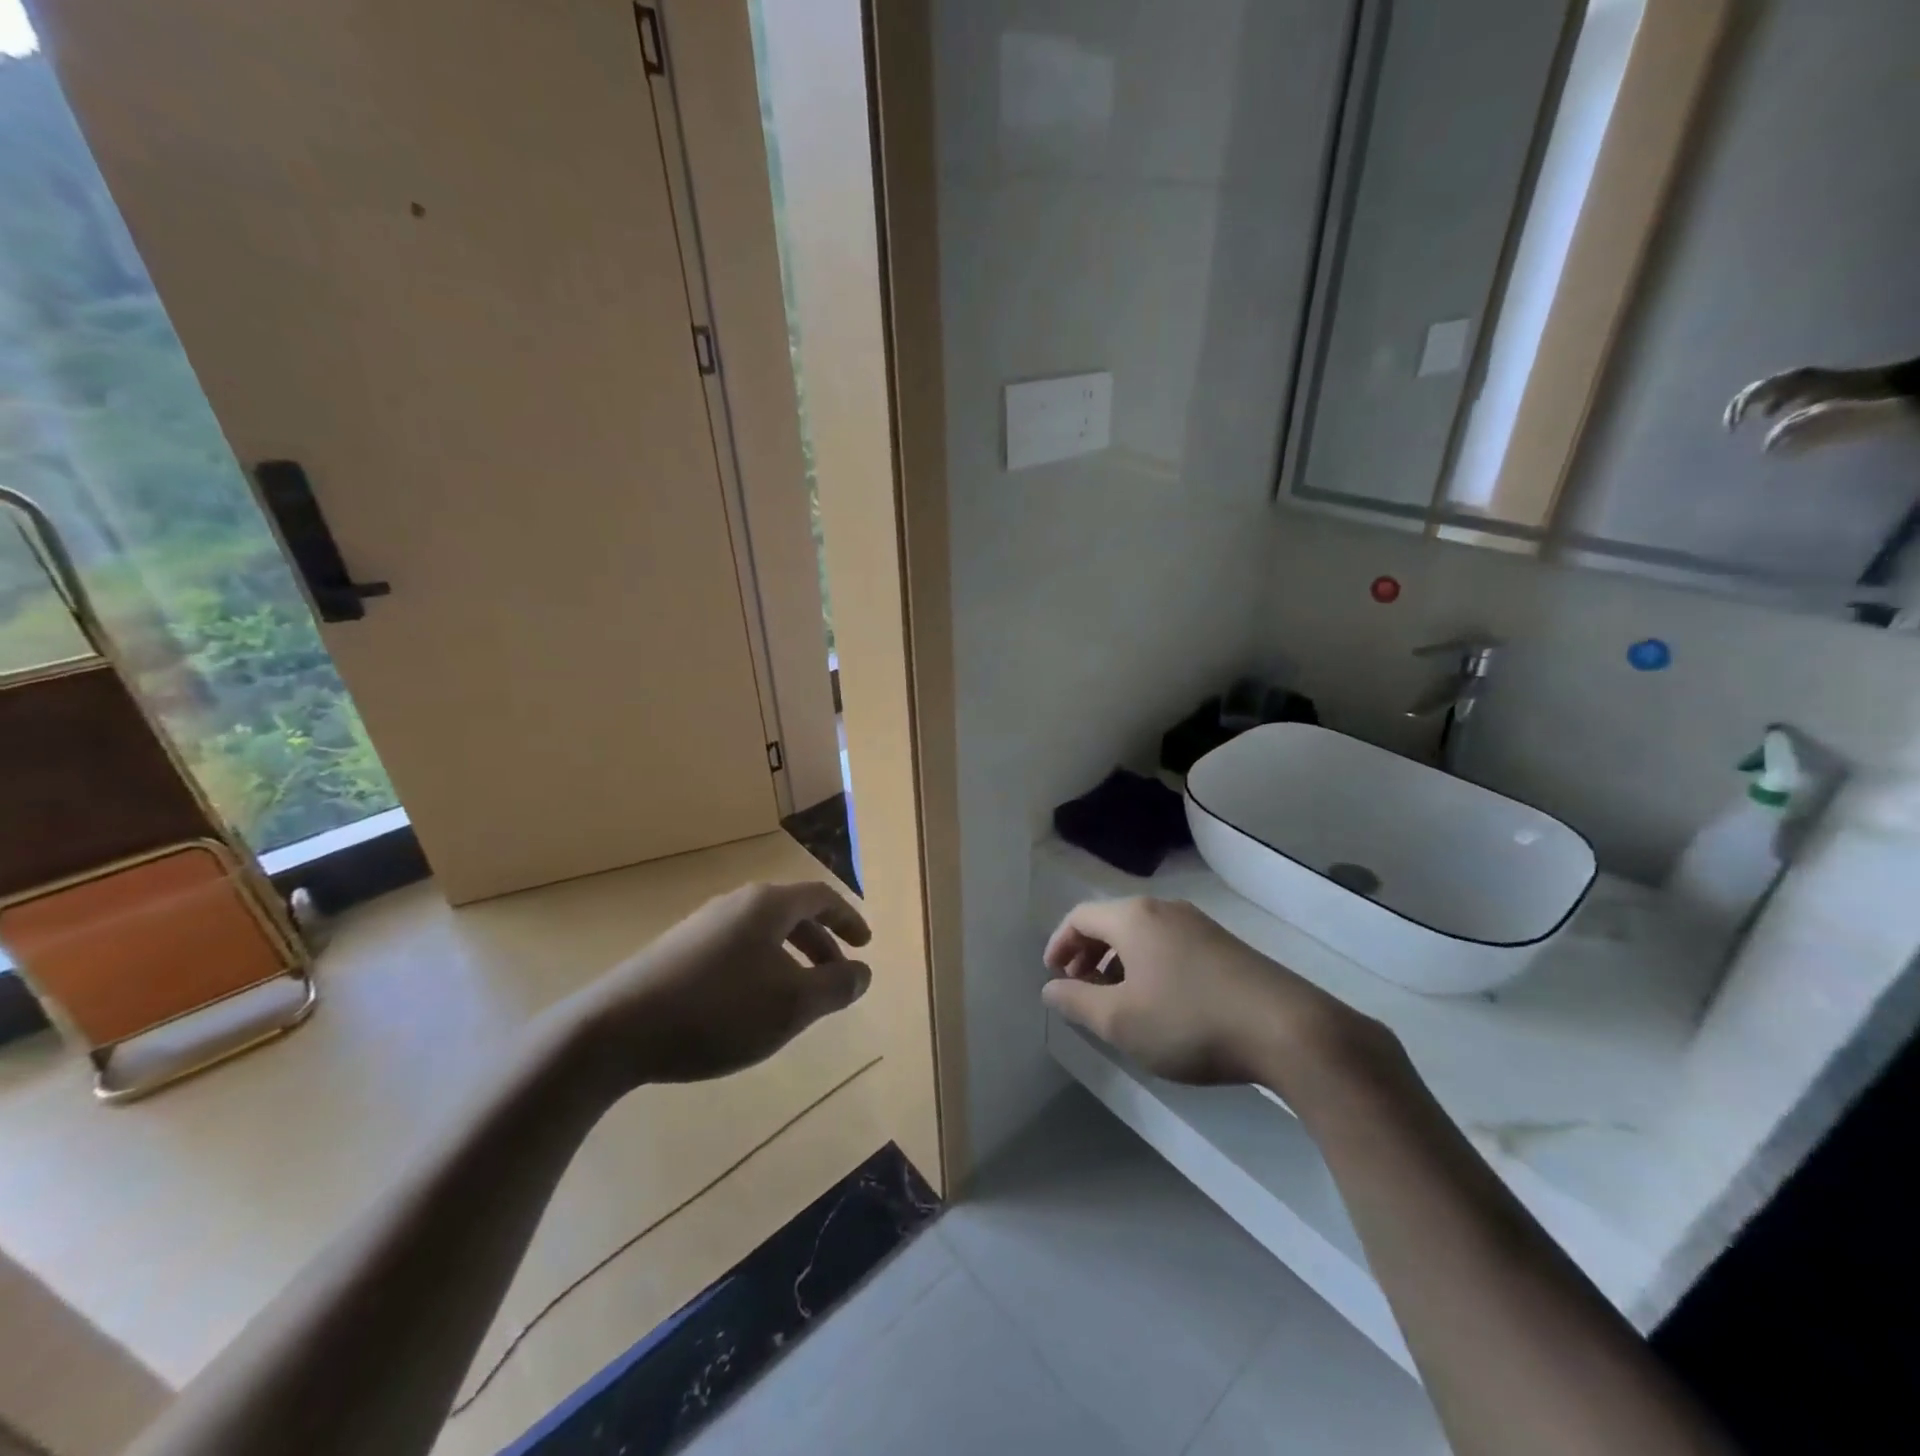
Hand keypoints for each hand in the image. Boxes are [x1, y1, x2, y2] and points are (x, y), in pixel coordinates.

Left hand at [569, 880, 872, 1087]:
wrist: (615, 1030)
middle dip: (820, 943)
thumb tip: (863, 972)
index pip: (821, 898)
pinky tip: (748, 1006)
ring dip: (790, 958)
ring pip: (761, 933)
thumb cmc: (718, 1011)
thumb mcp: (793, 1005)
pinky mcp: (675, 952)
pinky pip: (735, 950)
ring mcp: (701, 926)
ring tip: (796, 996)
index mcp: (767, 905)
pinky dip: (759, 968)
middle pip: (791, 913)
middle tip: (837, 974)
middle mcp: (735, 904)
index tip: (865, 945)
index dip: (848, 920)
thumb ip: (836, 987)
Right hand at [1041, 896, 1381, 1089]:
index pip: (1080, 917)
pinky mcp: (1225, 946)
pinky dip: (1149, 966)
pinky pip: (1170, 946)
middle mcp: (1165, 910)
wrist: (1287, 1029)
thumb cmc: (1188, 1021)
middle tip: (1079, 988)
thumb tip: (1050, 988)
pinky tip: (1159, 1003)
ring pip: (1143, 935)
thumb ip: (1077, 1002)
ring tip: (1116, 1000)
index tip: (1053, 975)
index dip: (1059, 943)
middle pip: (1111, 922)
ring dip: (1118, 962)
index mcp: (1134, 917)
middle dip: (1088, 954)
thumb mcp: (1120, 1021)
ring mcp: (1199, 925)